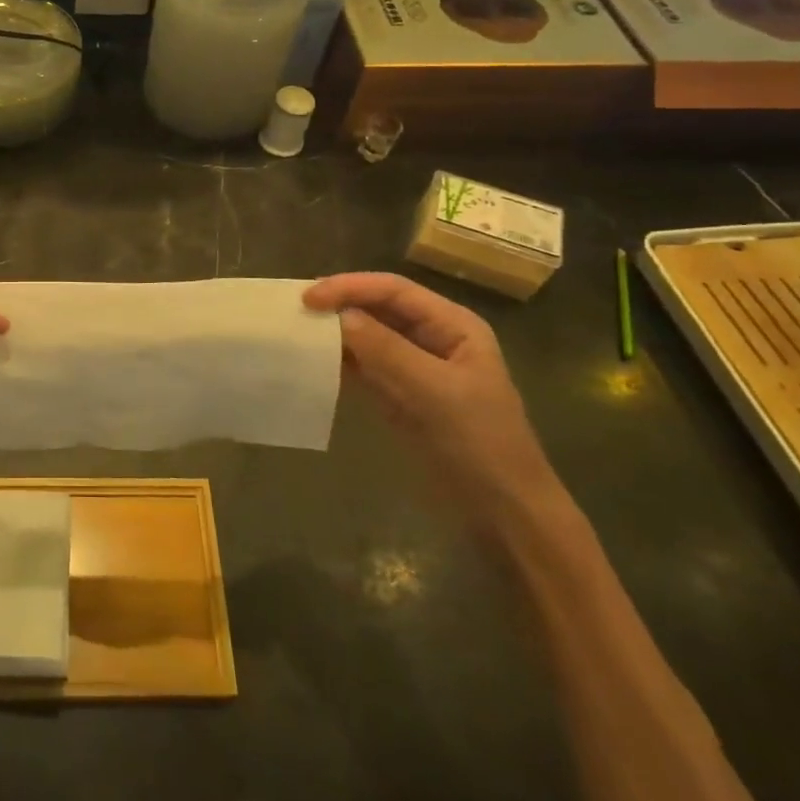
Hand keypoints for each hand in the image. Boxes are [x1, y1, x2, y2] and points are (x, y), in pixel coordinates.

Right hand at [304, 272, 562, 523]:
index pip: (394, 290)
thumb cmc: (479, 444)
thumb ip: (385, 350)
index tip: (308, 298)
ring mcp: (415, 367)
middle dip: (340, 305)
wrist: (503, 513)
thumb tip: (338, 316)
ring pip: (368, 336)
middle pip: (379, 308)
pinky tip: (314, 360)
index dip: (350, 287)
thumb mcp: (434, 392)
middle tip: (296, 310)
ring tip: (297, 330)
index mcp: (453, 326)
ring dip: (336, 332)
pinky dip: (340, 360)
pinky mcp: (400, 395)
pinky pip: (365, 366)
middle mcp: (433, 338)